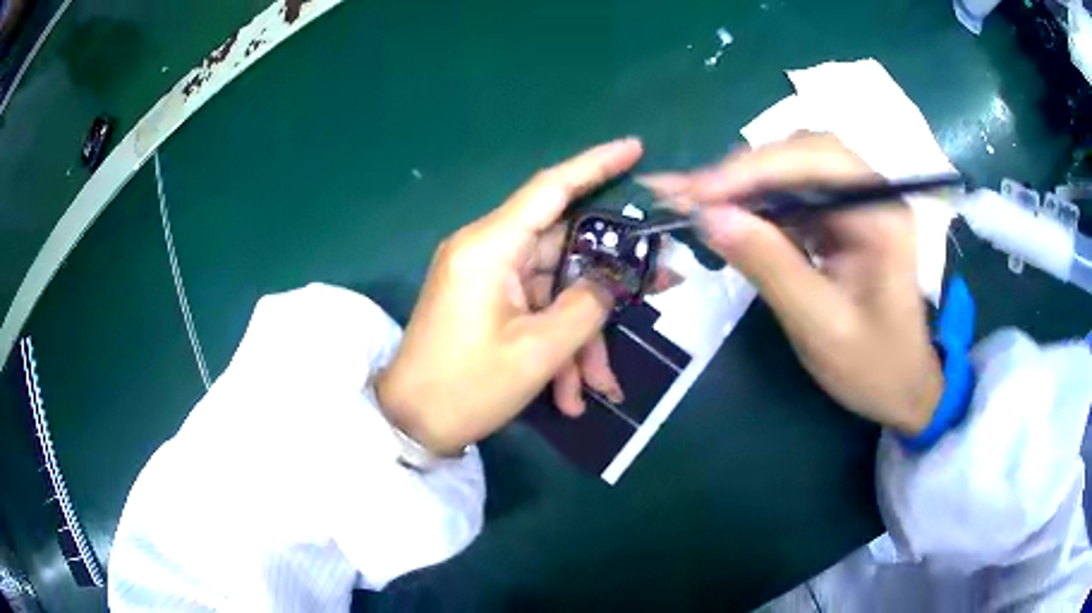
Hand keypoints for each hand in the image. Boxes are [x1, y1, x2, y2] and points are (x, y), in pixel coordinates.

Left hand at [375, 138, 644, 454]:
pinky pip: (534, 310)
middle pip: (564, 248)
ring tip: (598, 386)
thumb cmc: (466, 387)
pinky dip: (556, 346)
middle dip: (607, 283)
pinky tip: (568, 395)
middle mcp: (487, 250)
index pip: (551, 188)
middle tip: (661, 286)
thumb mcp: (538, 351)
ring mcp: (486, 277)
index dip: (595, 165)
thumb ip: (588, 304)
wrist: (410, 424)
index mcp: (490, 246)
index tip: (635, 149)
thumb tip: (614, 277)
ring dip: (580, 336)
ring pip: (554, 289)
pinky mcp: (486, 302)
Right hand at [641, 133, 941, 433]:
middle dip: (743, 171)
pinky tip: (728, 215)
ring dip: (744, 183)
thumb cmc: (873, 366)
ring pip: (793, 169)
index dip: (753, 168)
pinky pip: (793, 194)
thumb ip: (768, 266)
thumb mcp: (820, 324)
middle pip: (801, 153)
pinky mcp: (841, 219)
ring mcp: (856, 203)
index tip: (697, 194)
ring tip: (697, 203)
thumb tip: (708, 217)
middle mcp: (872, 193)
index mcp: (882, 214)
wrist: (904, 388)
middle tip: (688, 197)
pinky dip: (756, 202)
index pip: (815, 160)